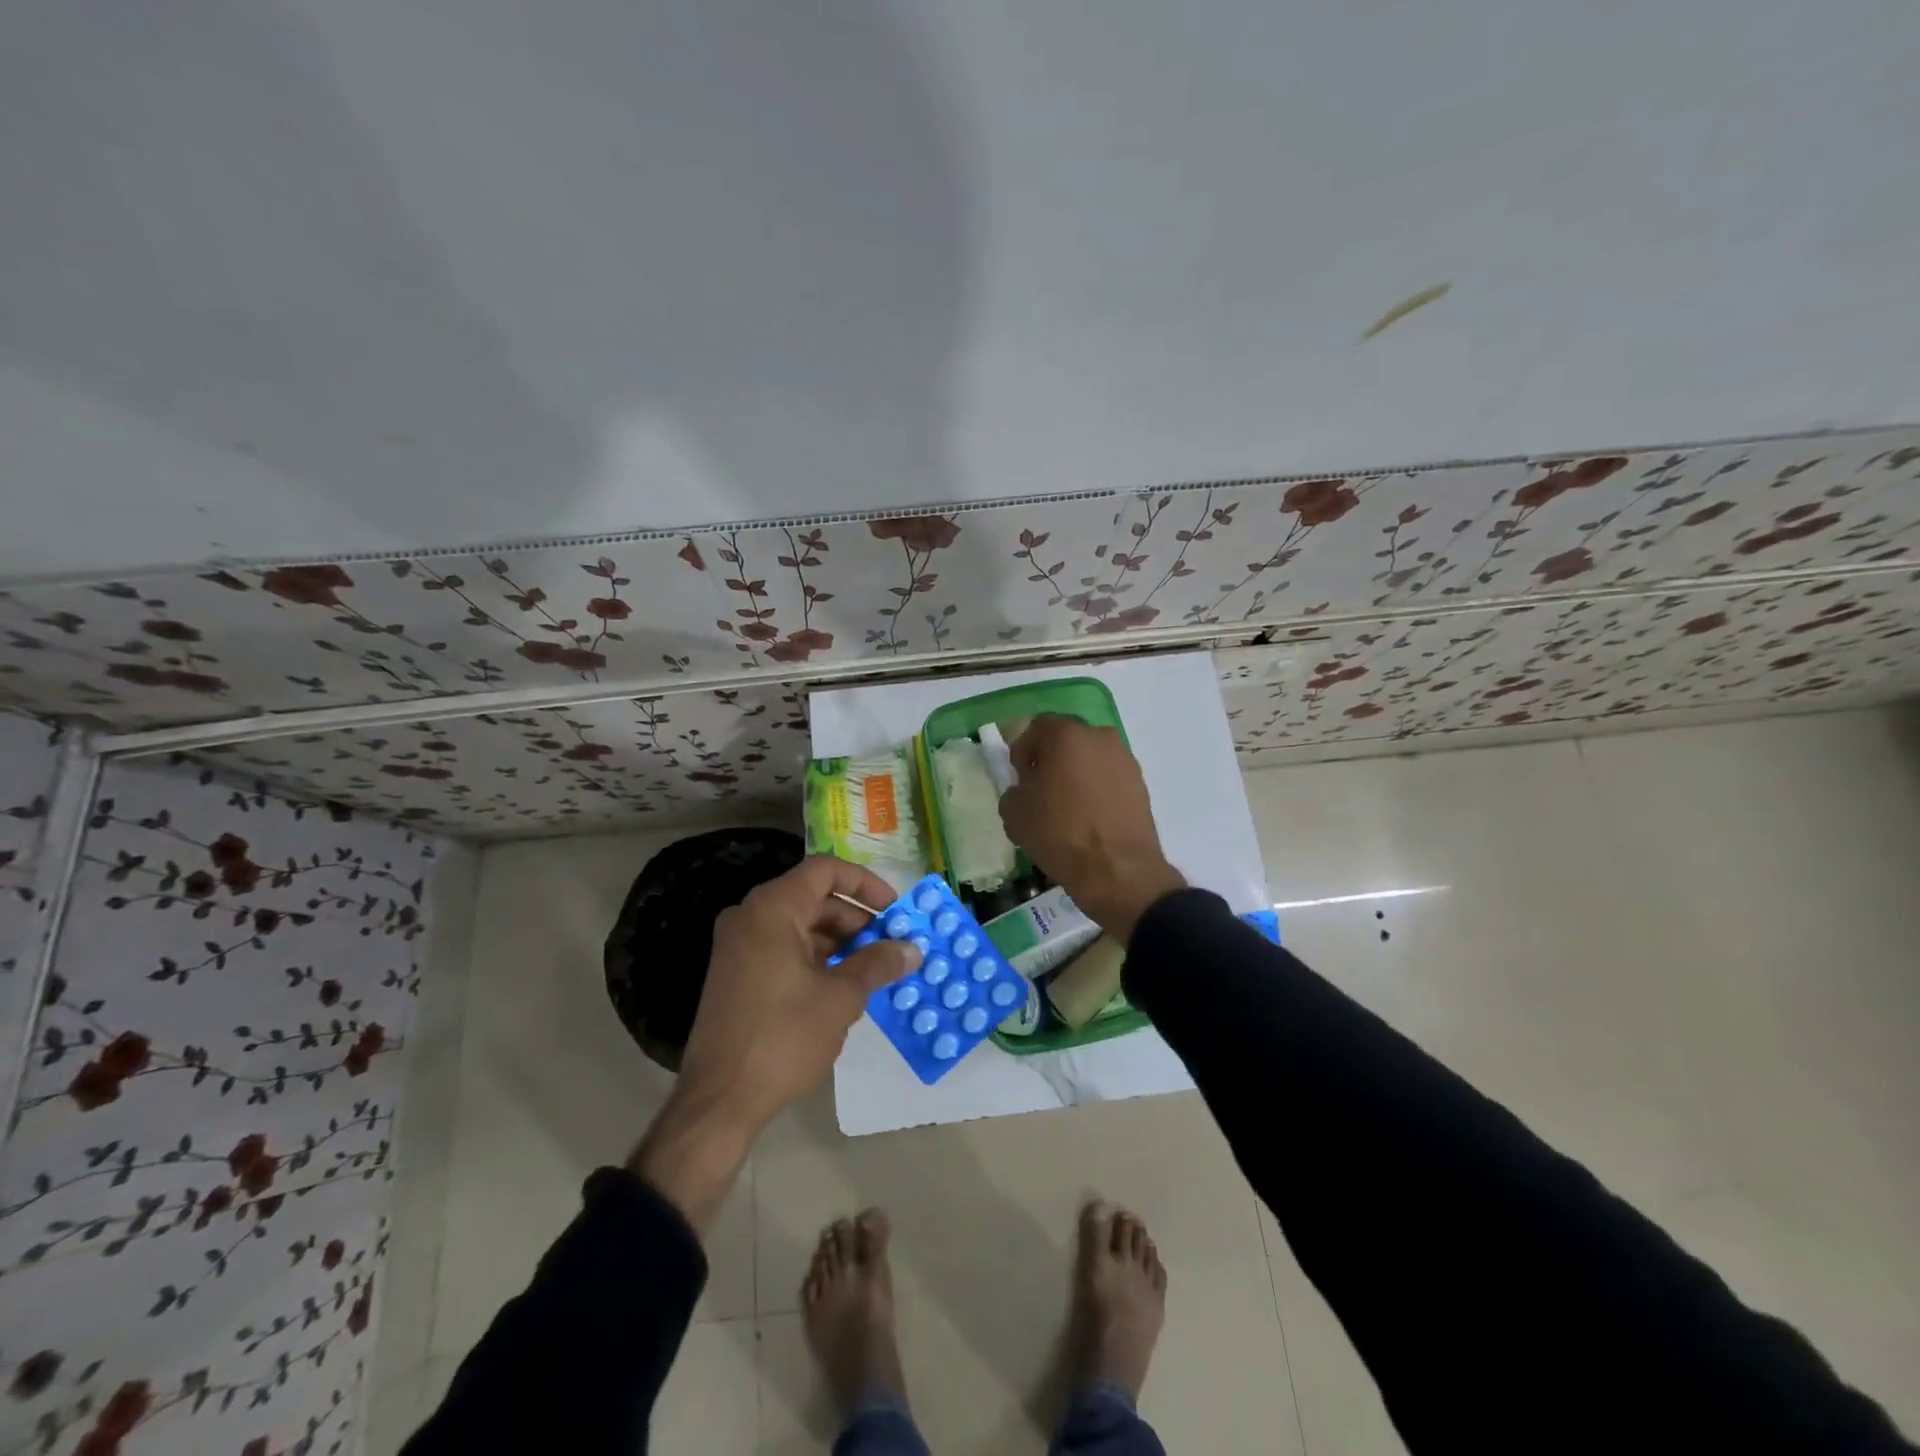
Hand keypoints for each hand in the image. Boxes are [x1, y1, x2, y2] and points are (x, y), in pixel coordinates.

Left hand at [631, 857, 917, 1230]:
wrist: (719, 1101)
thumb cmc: (783, 1038)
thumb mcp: (840, 998)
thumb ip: (878, 964)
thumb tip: (912, 949)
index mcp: (773, 908)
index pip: (826, 870)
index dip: (866, 884)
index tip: (895, 910)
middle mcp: (751, 916)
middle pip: (814, 898)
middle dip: (857, 918)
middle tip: (891, 945)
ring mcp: (739, 945)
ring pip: (800, 925)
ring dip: (839, 941)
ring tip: (874, 970)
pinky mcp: (736, 974)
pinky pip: (783, 948)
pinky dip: (816, 958)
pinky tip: (843, 987)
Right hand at [999, 715, 1185, 941]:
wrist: (1117, 870)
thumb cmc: (1059, 833)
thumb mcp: (1014, 813)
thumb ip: (1014, 790)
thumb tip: (1025, 789)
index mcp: (1067, 735)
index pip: (1038, 727)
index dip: (1023, 750)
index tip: (1020, 777)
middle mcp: (1100, 738)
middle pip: (1068, 741)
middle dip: (1052, 760)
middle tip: (1041, 790)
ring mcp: (1125, 761)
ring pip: (1091, 760)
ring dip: (1077, 775)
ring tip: (1067, 808)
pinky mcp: (1141, 785)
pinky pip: (1109, 779)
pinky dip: (1097, 791)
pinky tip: (1089, 819)